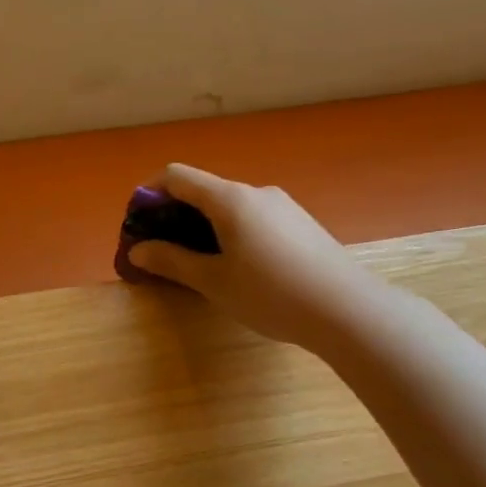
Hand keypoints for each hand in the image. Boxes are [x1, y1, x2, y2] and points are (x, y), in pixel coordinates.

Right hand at [127, 164, 372, 345]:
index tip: (137, 221)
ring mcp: (283, 207)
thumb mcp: (213, 281)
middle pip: (204, 191)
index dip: (149, 193)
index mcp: (229, 199)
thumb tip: (138, 250)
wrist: (348, 310)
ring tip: (198, 263)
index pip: (177, 177)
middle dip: (175, 215)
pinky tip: (238, 267)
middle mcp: (256, 192)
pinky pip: (254, 218)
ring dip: (204, 226)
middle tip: (161, 250)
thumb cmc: (271, 293)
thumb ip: (172, 261)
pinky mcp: (301, 224)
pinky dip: (232, 232)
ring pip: (230, 207)